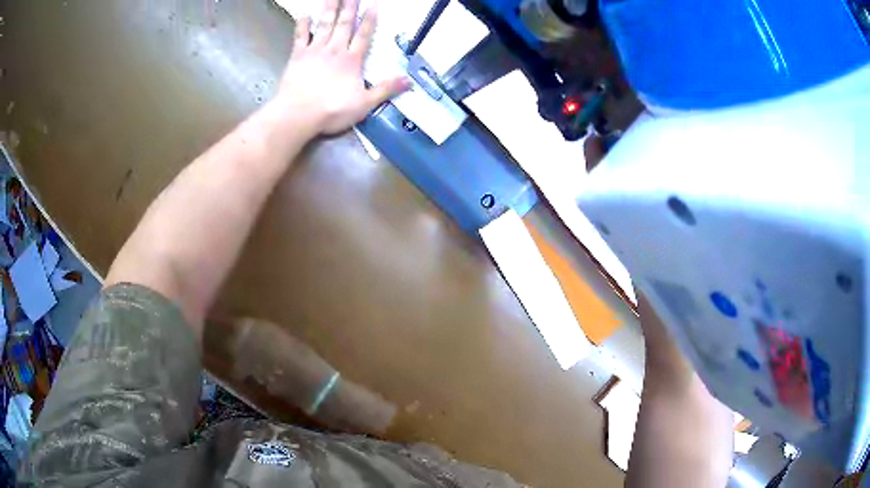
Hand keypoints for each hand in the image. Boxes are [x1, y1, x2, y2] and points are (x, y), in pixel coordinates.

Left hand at [276, 0, 410, 135]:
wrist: (298, 114)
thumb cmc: (332, 110)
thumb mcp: (365, 104)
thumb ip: (386, 90)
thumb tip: (409, 80)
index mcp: (352, 60)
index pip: (364, 35)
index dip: (370, 19)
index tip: (373, 4)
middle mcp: (335, 50)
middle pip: (344, 24)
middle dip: (350, 7)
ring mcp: (315, 51)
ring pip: (324, 24)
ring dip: (330, 8)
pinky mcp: (297, 56)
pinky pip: (300, 36)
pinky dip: (303, 24)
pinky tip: (305, 14)